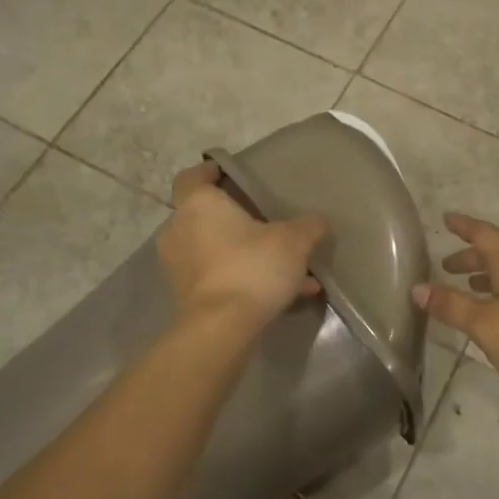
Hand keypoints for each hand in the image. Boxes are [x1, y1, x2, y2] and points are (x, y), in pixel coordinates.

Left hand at [159, 162, 328, 330]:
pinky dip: (244, 278)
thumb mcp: (294, 241)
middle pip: (204, 215)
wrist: (222, 328)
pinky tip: (285, 293)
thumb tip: (318, 221)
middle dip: (234, 218)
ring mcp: (179, 265)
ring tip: (286, 265)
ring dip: (245, 252)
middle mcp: (180, 230)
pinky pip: (219, 277)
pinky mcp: (186, 295)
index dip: (209, 171)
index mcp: (198, 204)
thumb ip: (308, 226)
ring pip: (215, 249)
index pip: (192, 176)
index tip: (228, 173)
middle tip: (263, 219)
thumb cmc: (252, 267)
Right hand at [413, 214, 498, 402]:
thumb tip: (418, 288)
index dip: (464, 226)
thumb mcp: (485, 325)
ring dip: (488, 276)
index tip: (447, 219)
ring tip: (470, 290)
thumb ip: (452, 306)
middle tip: (447, 267)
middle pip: (498, 253)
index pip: (483, 234)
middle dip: (471, 257)